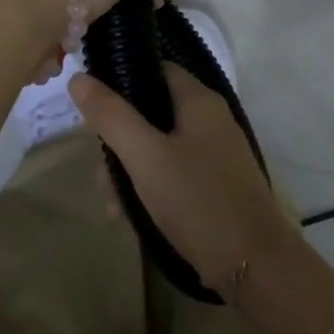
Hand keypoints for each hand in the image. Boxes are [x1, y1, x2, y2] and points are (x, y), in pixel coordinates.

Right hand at [70, 63, 295, 297]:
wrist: (254, 264)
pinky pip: (175, 171)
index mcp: (199, 101)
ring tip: (111, 204)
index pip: (156, 69)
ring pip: (161, 145)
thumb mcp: (145, 157)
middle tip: (99, 169)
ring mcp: (216, 152)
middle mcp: (211, 119)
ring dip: (131, 168)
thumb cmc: (197, 200)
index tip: (91, 105)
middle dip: (121, 137)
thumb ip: (112, 116)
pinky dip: (151, 185)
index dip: (122, 79)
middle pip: (154, 110)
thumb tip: (79, 77)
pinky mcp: (217, 183)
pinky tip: (130, 215)